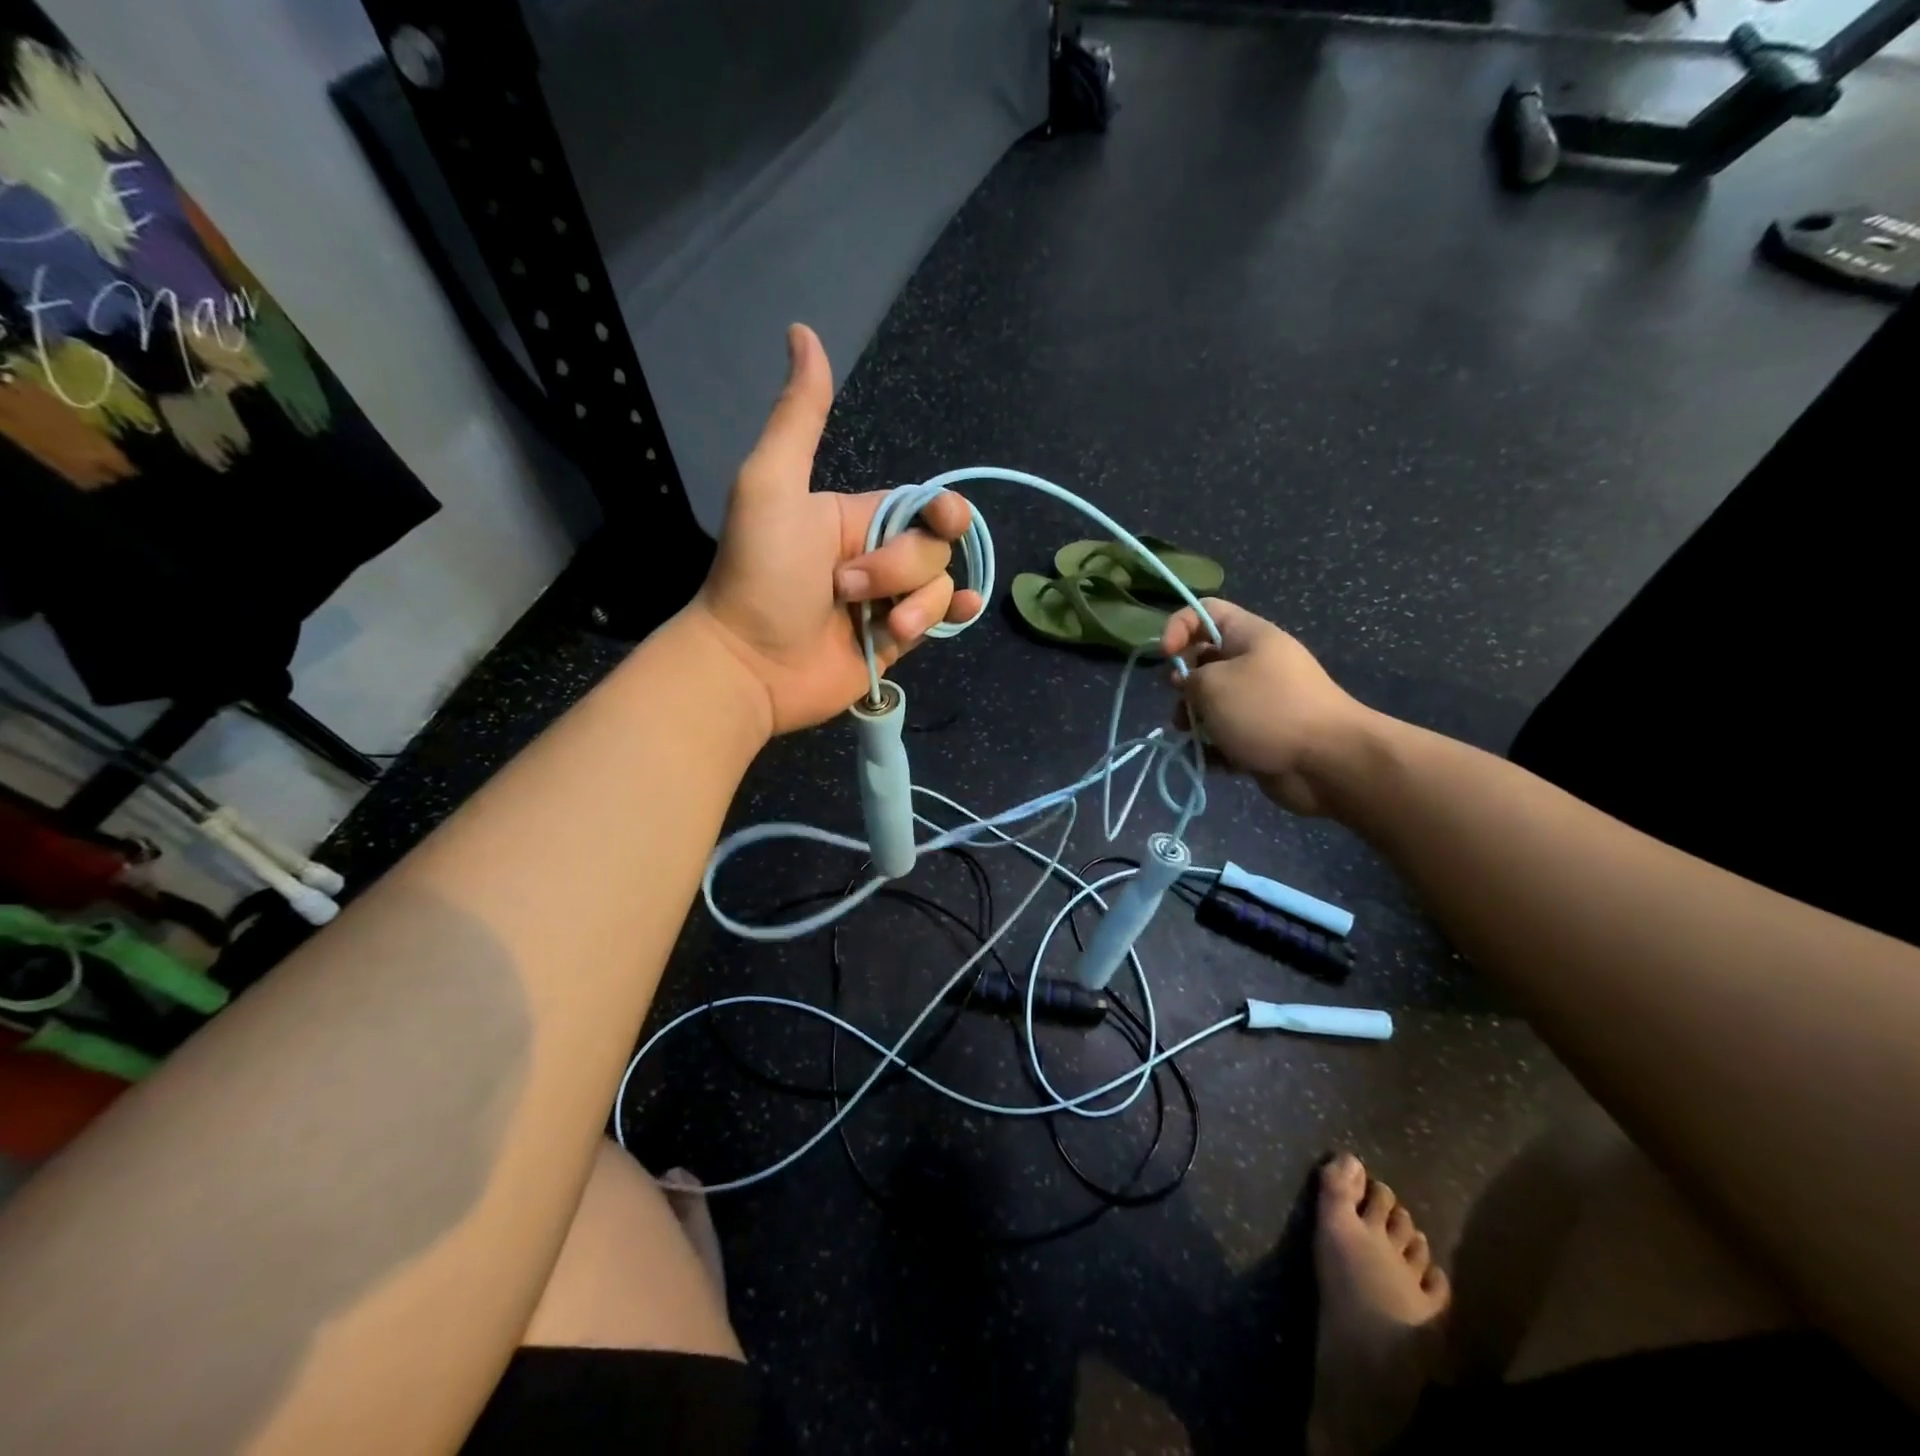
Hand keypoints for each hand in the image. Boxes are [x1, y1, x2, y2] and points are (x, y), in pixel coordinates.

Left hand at [689, 324, 983, 734]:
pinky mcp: (895, 642)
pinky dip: (954, 615)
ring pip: (941, 585)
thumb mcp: (772, 486)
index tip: (941, 519)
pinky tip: (960, 612)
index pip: (922, 504)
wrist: (751, 663)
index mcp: (856, 516)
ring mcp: (888, 602)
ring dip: (918, 604)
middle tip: (848, 590)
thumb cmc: (759, 574)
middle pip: (935, 547)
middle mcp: (877, 556)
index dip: (941, 511)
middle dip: (901, 568)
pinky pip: (941, 621)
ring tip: (877, 626)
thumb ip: (799, 418)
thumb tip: (803, 331)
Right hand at [1162, 599, 1372, 816]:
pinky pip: (1227, 733)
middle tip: (1181, 704)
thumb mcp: (1213, 684)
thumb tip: (1187, 685)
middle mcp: (1256, 662)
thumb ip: (1188, 678)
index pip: (1204, 611)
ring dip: (1194, 719)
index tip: (1165, 657)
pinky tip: (1213, 759)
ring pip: (1212, 702)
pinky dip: (1214, 746)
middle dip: (1183, 684)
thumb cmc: (1267, 711)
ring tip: (1192, 737)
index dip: (1177, 627)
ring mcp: (1261, 700)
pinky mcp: (1262, 734)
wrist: (1328, 761)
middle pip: (1204, 660)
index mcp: (1250, 636)